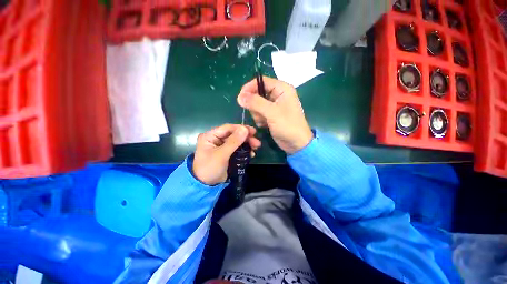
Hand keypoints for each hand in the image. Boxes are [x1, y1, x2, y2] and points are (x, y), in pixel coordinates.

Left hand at [193, 124, 260, 185]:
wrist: (206, 186)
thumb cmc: (210, 168)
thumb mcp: (221, 154)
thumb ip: (233, 141)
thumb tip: (245, 129)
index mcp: (210, 136)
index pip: (227, 128)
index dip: (240, 128)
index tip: (253, 132)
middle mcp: (216, 139)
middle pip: (234, 134)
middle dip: (246, 138)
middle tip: (257, 142)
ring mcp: (222, 146)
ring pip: (237, 141)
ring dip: (247, 143)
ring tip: (256, 147)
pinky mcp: (227, 153)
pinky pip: (238, 149)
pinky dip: (245, 150)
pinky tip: (251, 154)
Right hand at [237, 77, 312, 153]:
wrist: (296, 143)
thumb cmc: (288, 125)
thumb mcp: (272, 112)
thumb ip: (255, 103)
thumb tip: (239, 96)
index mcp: (282, 89)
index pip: (261, 81)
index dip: (250, 87)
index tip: (241, 97)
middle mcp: (278, 95)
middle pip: (257, 93)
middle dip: (255, 105)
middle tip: (258, 114)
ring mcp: (274, 106)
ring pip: (257, 105)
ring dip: (257, 114)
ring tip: (264, 121)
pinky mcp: (271, 115)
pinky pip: (259, 113)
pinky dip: (259, 119)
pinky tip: (265, 125)